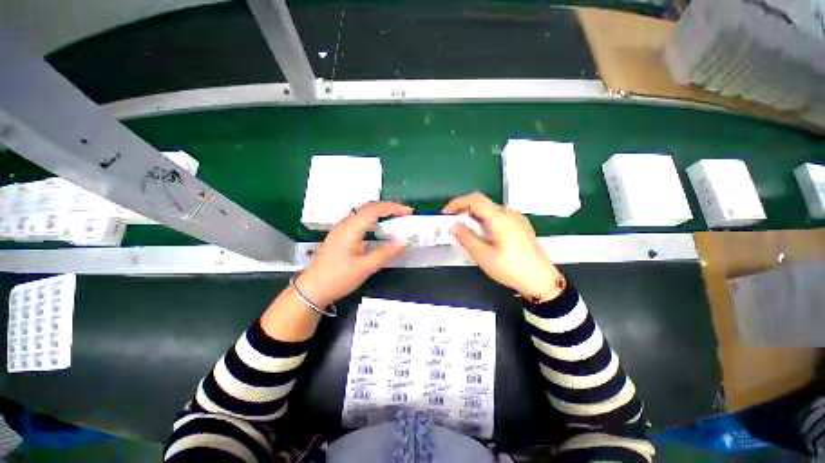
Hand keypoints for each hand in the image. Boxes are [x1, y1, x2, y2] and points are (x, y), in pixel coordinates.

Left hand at [296, 202, 412, 306]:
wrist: (312, 289)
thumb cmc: (339, 277)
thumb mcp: (366, 267)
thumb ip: (386, 252)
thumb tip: (406, 240)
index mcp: (351, 228)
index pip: (375, 209)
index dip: (393, 208)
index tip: (408, 211)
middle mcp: (345, 224)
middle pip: (368, 207)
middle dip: (387, 207)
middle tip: (403, 213)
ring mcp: (340, 229)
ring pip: (362, 213)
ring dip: (379, 212)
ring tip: (393, 218)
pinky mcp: (339, 236)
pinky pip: (358, 221)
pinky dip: (372, 219)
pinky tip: (376, 229)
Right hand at [443, 193, 563, 300]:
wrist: (541, 280)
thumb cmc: (511, 269)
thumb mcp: (483, 256)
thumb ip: (467, 238)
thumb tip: (455, 225)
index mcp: (500, 218)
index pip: (475, 199)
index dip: (457, 203)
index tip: (446, 214)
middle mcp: (509, 214)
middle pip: (482, 203)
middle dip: (464, 211)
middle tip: (454, 225)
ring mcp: (516, 219)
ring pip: (490, 210)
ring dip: (474, 217)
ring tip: (466, 232)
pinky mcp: (520, 226)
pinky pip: (498, 217)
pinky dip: (485, 221)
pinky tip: (483, 236)